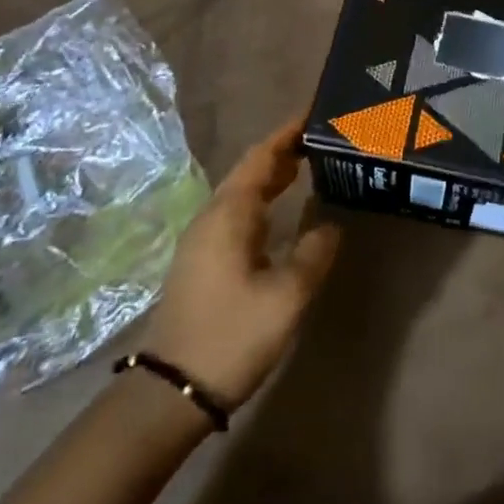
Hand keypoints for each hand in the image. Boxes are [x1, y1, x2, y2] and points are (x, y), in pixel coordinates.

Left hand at [141, 115, 340, 408]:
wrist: (172, 391)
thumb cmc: (232, 336)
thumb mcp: (286, 296)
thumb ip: (313, 254)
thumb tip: (330, 226)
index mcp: (230, 213)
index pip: (261, 157)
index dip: (287, 133)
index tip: (314, 113)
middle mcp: (211, 217)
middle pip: (249, 170)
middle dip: (282, 151)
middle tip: (320, 139)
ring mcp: (202, 240)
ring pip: (241, 192)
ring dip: (271, 175)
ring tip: (306, 165)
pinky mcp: (201, 261)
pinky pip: (235, 213)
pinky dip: (261, 200)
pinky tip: (278, 213)